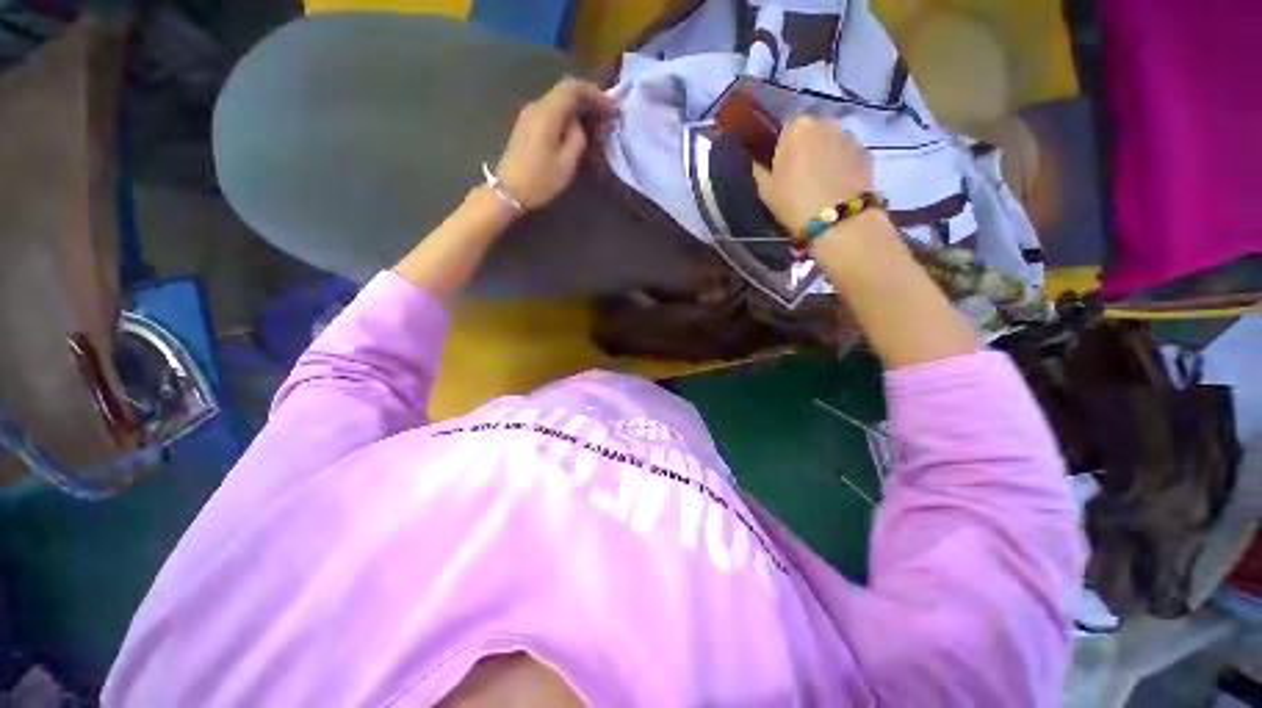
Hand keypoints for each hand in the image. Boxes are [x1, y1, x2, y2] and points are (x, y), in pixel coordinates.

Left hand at [494, 78, 618, 211]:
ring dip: (579, 110)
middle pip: (565, 92)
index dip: (595, 93)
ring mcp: (529, 116)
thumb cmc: (540, 180)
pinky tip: (577, 132)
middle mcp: (536, 107)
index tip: (612, 107)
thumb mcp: (567, 162)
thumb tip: (578, 124)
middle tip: (607, 117)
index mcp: (547, 112)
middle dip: (589, 101)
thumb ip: (578, 137)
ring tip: (595, 126)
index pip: (573, 88)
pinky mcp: (527, 126)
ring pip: (559, 103)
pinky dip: (568, 118)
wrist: (509, 192)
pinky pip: (552, 113)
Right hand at [752, 117, 875, 233]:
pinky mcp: (866, 152)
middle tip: (801, 177)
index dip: (784, 150)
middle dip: (807, 149)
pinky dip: (842, 165)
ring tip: (821, 183)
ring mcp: (849, 135)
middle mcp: (825, 123)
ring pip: (831, 142)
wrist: (838, 221)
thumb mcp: (765, 190)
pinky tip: (837, 187)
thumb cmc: (794, 203)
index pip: (787, 131)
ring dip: (826, 156)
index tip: (782, 170)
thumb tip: (755, 160)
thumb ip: (758, 169)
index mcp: (797, 128)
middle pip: (812, 133)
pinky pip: (848, 154)